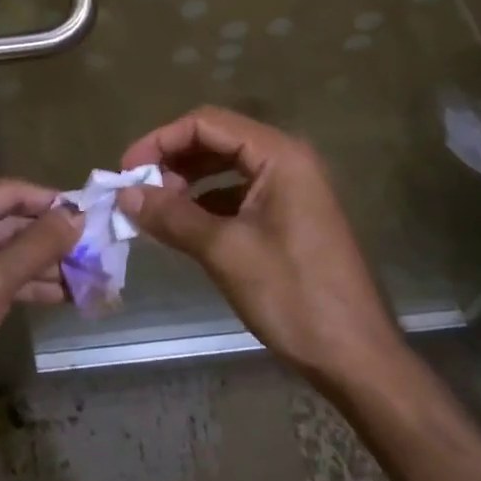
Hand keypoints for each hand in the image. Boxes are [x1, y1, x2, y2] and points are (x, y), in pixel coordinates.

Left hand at [0, 180, 78, 384]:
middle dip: (50, 237)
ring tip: (88, 274)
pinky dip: (27, 285)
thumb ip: (38, 245)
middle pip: (7, 222)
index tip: (89, 211)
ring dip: (44, 264)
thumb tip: (77, 216)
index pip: (6, 193)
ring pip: (4, 254)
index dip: (48, 201)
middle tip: (95, 246)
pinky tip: (63, 295)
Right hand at [118, 106, 403, 387]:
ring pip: (227, 166)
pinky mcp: (290, 215)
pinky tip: (184, 225)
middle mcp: (287, 159)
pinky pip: (239, 192)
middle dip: (173, 159)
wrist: (356, 357)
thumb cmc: (294, 296)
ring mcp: (292, 187)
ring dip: (188, 180)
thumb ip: (173, 216)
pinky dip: (208, 202)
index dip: (161, 140)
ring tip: (154, 207)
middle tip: (135, 189)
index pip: (207, 123)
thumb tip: (124, 194)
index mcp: (279, 155)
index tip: (125, 169)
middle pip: (217, 139)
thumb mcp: (225, 252)